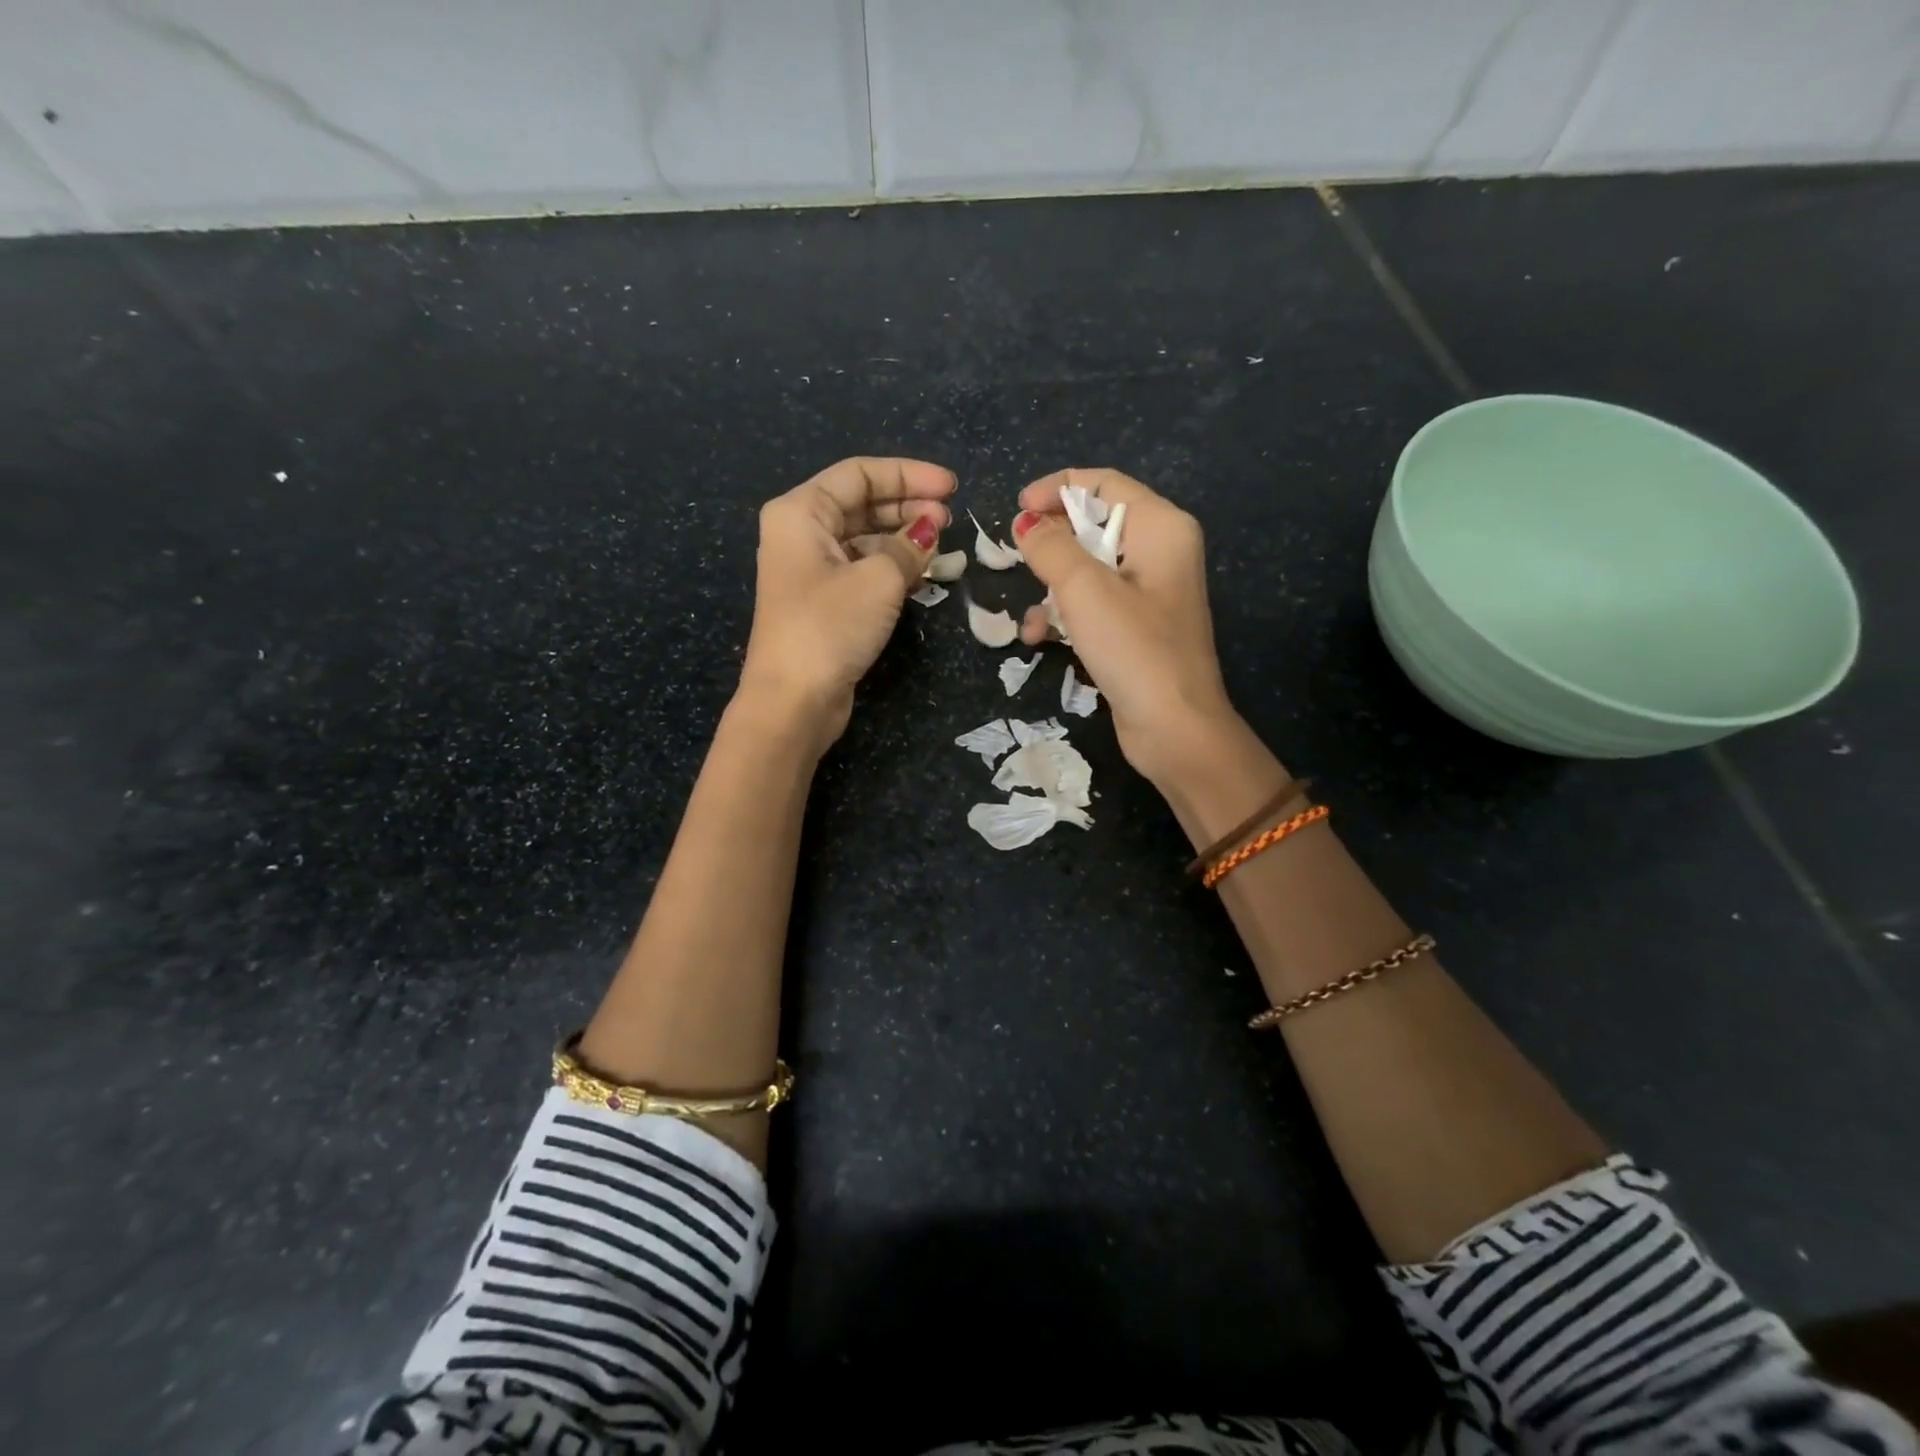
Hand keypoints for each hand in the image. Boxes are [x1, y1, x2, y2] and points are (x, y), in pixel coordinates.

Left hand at [740, 456, 954, 749]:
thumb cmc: (829, 627)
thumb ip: (909, 546)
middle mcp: (801, 534)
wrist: (793, 701)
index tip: (951, 488)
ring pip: (864, 538)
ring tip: (941, 548)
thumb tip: (929, 530)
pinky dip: (891, 568)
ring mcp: (810, 570)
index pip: (859, 474)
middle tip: (950, 520)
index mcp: (800, 512)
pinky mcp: (823, 602)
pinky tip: (922, 576)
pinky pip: (862, 569)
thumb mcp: (878, 579)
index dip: (909, 475)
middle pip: (861, 503)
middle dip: (908, 506)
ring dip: (903, 540)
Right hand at [1013, 468, 1236, 784]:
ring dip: (1052, 588)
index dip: (1057, 489)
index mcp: (1161, 527)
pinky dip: (1066, 615)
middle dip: (1051, 544)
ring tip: (1031, 617)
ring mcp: (1150, 592)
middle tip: (1016, 559)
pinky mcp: (1137, 627)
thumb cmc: (1133, 648)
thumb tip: (1024, 523)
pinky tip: (1039, 639)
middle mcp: (1161, 551)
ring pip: (1088, 569)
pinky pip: (1094, 604)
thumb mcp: (1084, 589)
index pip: (1104, 483)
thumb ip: (1049, 547)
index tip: (1016, 507)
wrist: (1174, 728)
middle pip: (1094, 525)